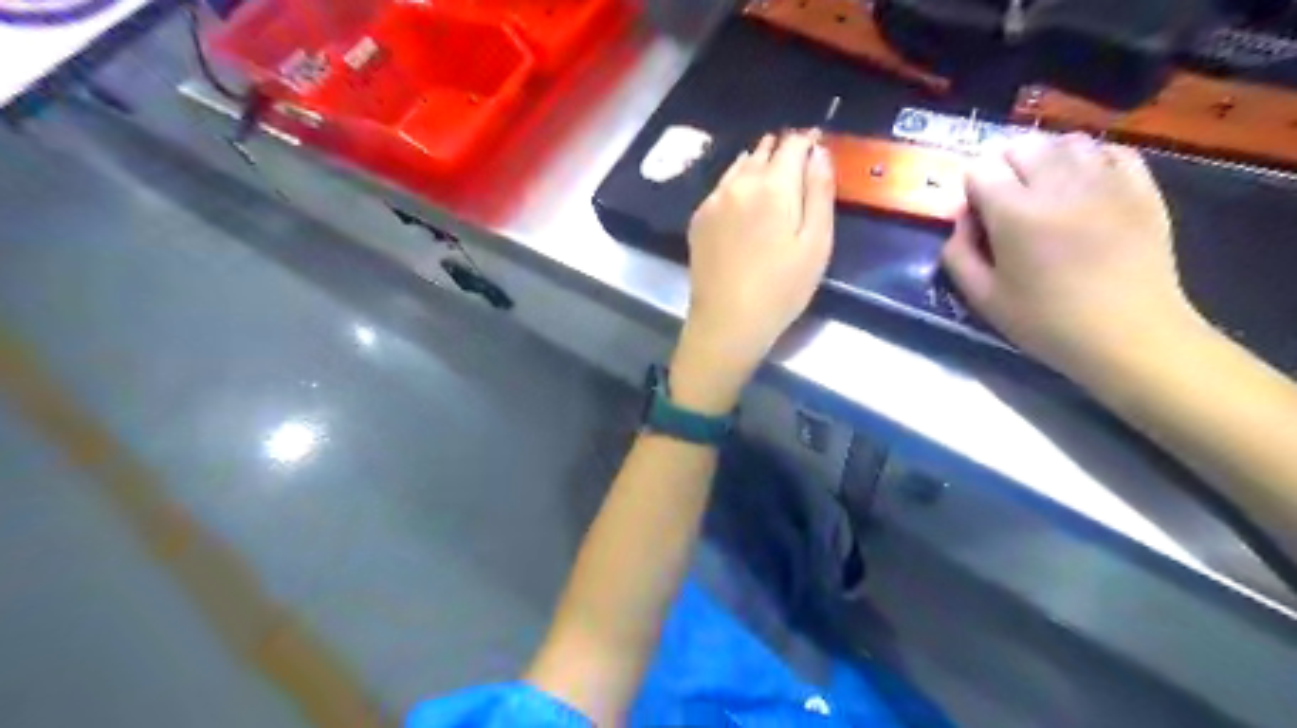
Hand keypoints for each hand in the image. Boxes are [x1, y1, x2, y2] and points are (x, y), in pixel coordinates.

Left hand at [673, 130, 835, 415]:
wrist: (727, 321)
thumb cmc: (781, 288)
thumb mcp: (816, 243)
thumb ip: (819, 192)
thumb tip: (818, 152)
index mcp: (773, 186)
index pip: (792, 144)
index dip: (807, 141)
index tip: (817, 143)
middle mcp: (739, 183)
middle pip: (763, 151)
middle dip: (782, 149)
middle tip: (796, 157)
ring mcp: (714, 200)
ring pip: (739, 166)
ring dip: (757, 163)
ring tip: (771, 170)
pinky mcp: (699, 218)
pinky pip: (721, 186)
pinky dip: (736, 182)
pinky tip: (743, 197)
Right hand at [944, 133, 1205, 379]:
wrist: (1128, 334)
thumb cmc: (1046, 321)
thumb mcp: (982, 297)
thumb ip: (958, 254)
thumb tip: (962, 219)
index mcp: (1015, 214)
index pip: (981, 170)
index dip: (972, 189)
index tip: (978, 216)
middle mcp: (1059, 185)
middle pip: (1022, 145)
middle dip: (1005, 167)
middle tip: (1007, 202)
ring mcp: (1106, 180)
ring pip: (1066, 141)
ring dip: (1046, 159)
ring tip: (1045, 191)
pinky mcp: (1141, 187)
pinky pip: (1111, 151)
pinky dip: (1090, 160)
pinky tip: (1085, 187)